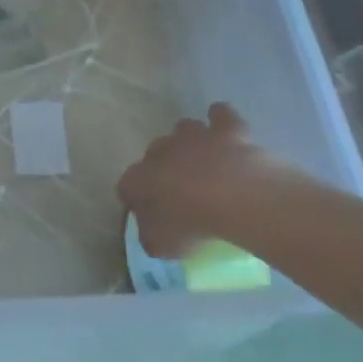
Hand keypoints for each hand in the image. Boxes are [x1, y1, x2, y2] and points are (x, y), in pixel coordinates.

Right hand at [117, 103, 282, 258]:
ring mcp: (193, 136)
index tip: (150, 215)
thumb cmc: (192, 224)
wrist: (235, 197)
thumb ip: (152, 238)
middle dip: (162, 168)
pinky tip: (224, 128)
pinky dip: (220, 119)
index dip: (137, 200)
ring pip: (183, 129)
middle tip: (180, 191)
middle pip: (153, 154)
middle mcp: (160, 151)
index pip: (127, 187)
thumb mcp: (164, 246)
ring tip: (203, 161)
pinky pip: (220, 115)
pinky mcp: (225, 129)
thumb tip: (152, 235)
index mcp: (138, 179)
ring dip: (189, 142)